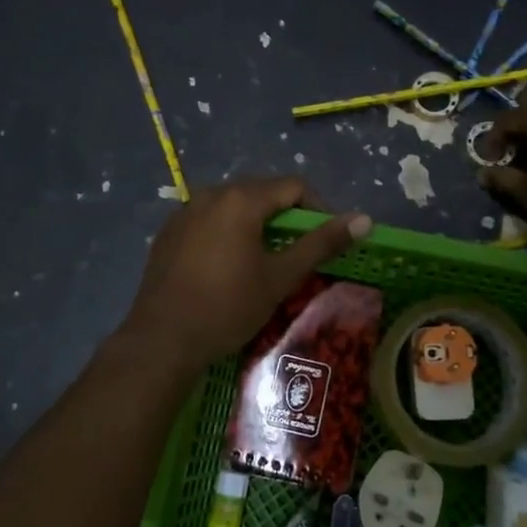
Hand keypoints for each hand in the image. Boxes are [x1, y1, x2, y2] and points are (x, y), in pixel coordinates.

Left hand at [121, 177, 371, 370]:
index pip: (293, 186)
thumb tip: (364, 219)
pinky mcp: (168, 233)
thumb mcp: (280, 276)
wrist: (162, 340)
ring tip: (267, 259)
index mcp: (241, 199)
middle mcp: (211, 194)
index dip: (319, 208)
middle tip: (300, 251)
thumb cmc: (228, 306)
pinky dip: (228, 233)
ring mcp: (185, 212)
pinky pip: (209, 221)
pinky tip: (228, 266)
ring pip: (234, 206)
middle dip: (287, 216)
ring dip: (257, 224)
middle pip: (262, 192)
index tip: (329, 239)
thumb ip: (321, 243)